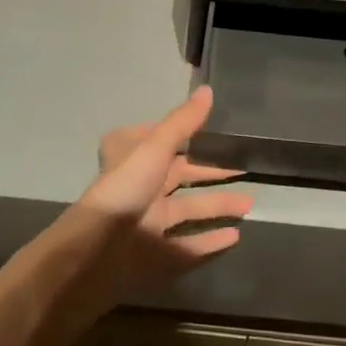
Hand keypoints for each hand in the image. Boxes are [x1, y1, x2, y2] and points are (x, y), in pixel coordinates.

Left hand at [22, 87, 252, 327]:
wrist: (94, 254)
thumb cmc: (123, 191)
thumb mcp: (154, 148)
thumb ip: (183, 123)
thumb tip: (208, 90)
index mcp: (132, 159)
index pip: (156, 139)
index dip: (180, 133)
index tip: (212, 130)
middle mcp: (139, 187)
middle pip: (179, 175)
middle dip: (211, 172)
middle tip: (245, 168)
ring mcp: (146, 222)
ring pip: (187, 209)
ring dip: (217, 205)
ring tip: (250, 203)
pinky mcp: (154, 253)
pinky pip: (187, 245)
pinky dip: (210, 241)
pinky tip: (235, 236)